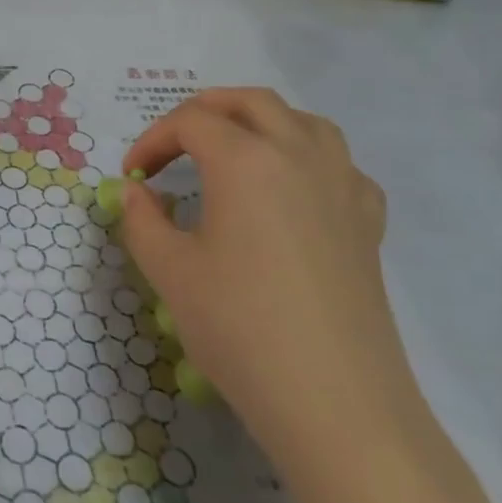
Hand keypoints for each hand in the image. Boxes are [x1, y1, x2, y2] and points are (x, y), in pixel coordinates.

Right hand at [119, 88, 416, 476]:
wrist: (334, 400)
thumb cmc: (239, 326)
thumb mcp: (169, 271)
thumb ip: (142, 220)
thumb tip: (136, 193)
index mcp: (245, 160)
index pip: (191, 122)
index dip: (153, 140)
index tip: (133, 175)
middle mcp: (298, 154)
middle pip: (250, 102)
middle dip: (205, 111)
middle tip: (175, 143)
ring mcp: (342, 185)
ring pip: (303, 121)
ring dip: (261, 122)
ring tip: (234, 152)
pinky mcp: (368, 221)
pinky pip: (338, 165)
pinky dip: (307, 160)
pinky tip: (292, 193)